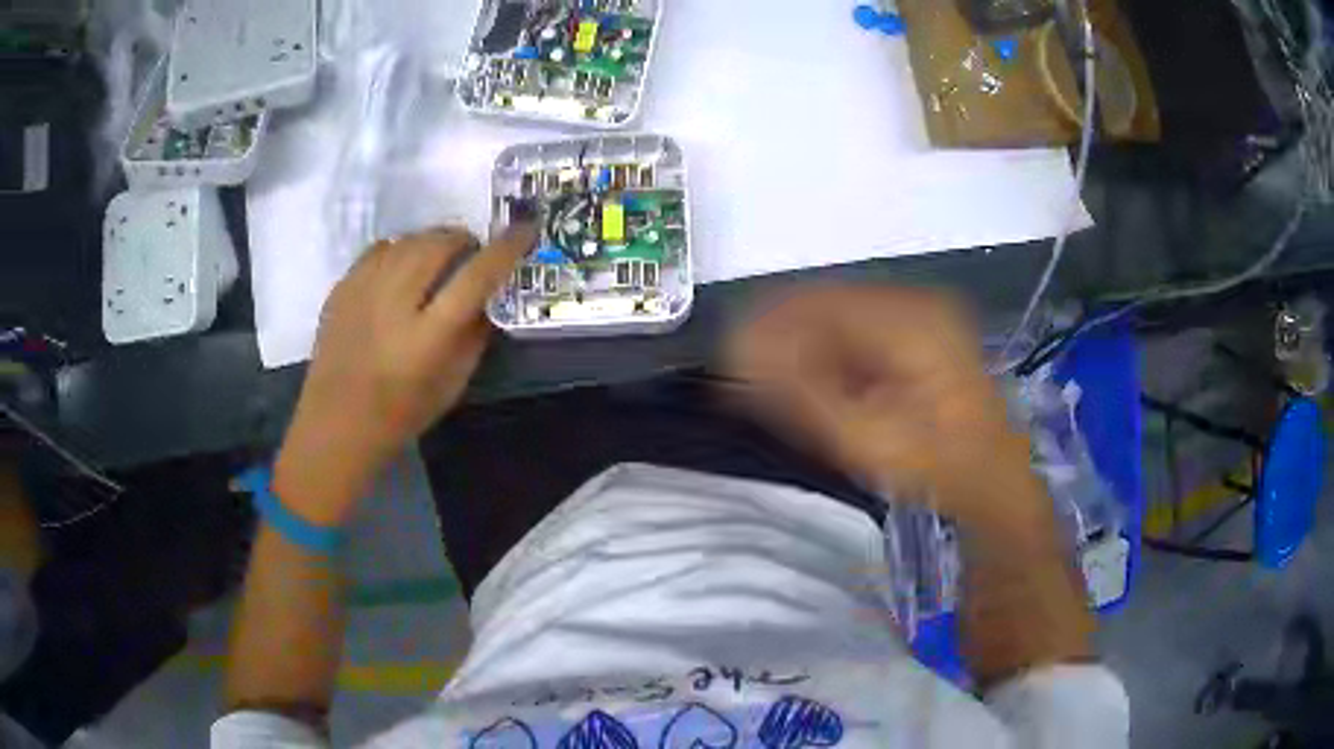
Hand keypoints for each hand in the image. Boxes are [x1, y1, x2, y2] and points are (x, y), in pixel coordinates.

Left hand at [274, 223, 537, 524]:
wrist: (337, 423)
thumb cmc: (401, 412)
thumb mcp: (453, 384)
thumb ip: (475, 335)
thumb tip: (489, 296)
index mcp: (428, 336)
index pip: (477, 276)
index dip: (506, 248)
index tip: (526, 230)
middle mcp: (395, 303)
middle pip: (439, 244)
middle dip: (464, 240)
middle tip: (471, 254)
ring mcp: (363, 290)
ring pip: (409, 239)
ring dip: (434, 241)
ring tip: (438, 260)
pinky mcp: (342, 287)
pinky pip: (380, 248)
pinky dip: (401, 249)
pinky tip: (402, 269)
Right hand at [727, 285, 1039, 525]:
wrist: (994, 480)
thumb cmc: (939, 469)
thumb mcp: (867, 441)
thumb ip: (803, 398)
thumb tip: (740, 357)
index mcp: (910, 321)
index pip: (818, 304)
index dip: (768, 328)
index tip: (731, 363)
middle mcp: (914, 302)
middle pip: (826, 305)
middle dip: (784, 342)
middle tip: (752, 385)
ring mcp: (920, 314)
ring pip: (839, 316)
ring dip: (805, 350)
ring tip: (783, 393)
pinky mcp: (919, 330)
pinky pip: (858, 330)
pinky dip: (831, 356)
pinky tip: (821, 389)